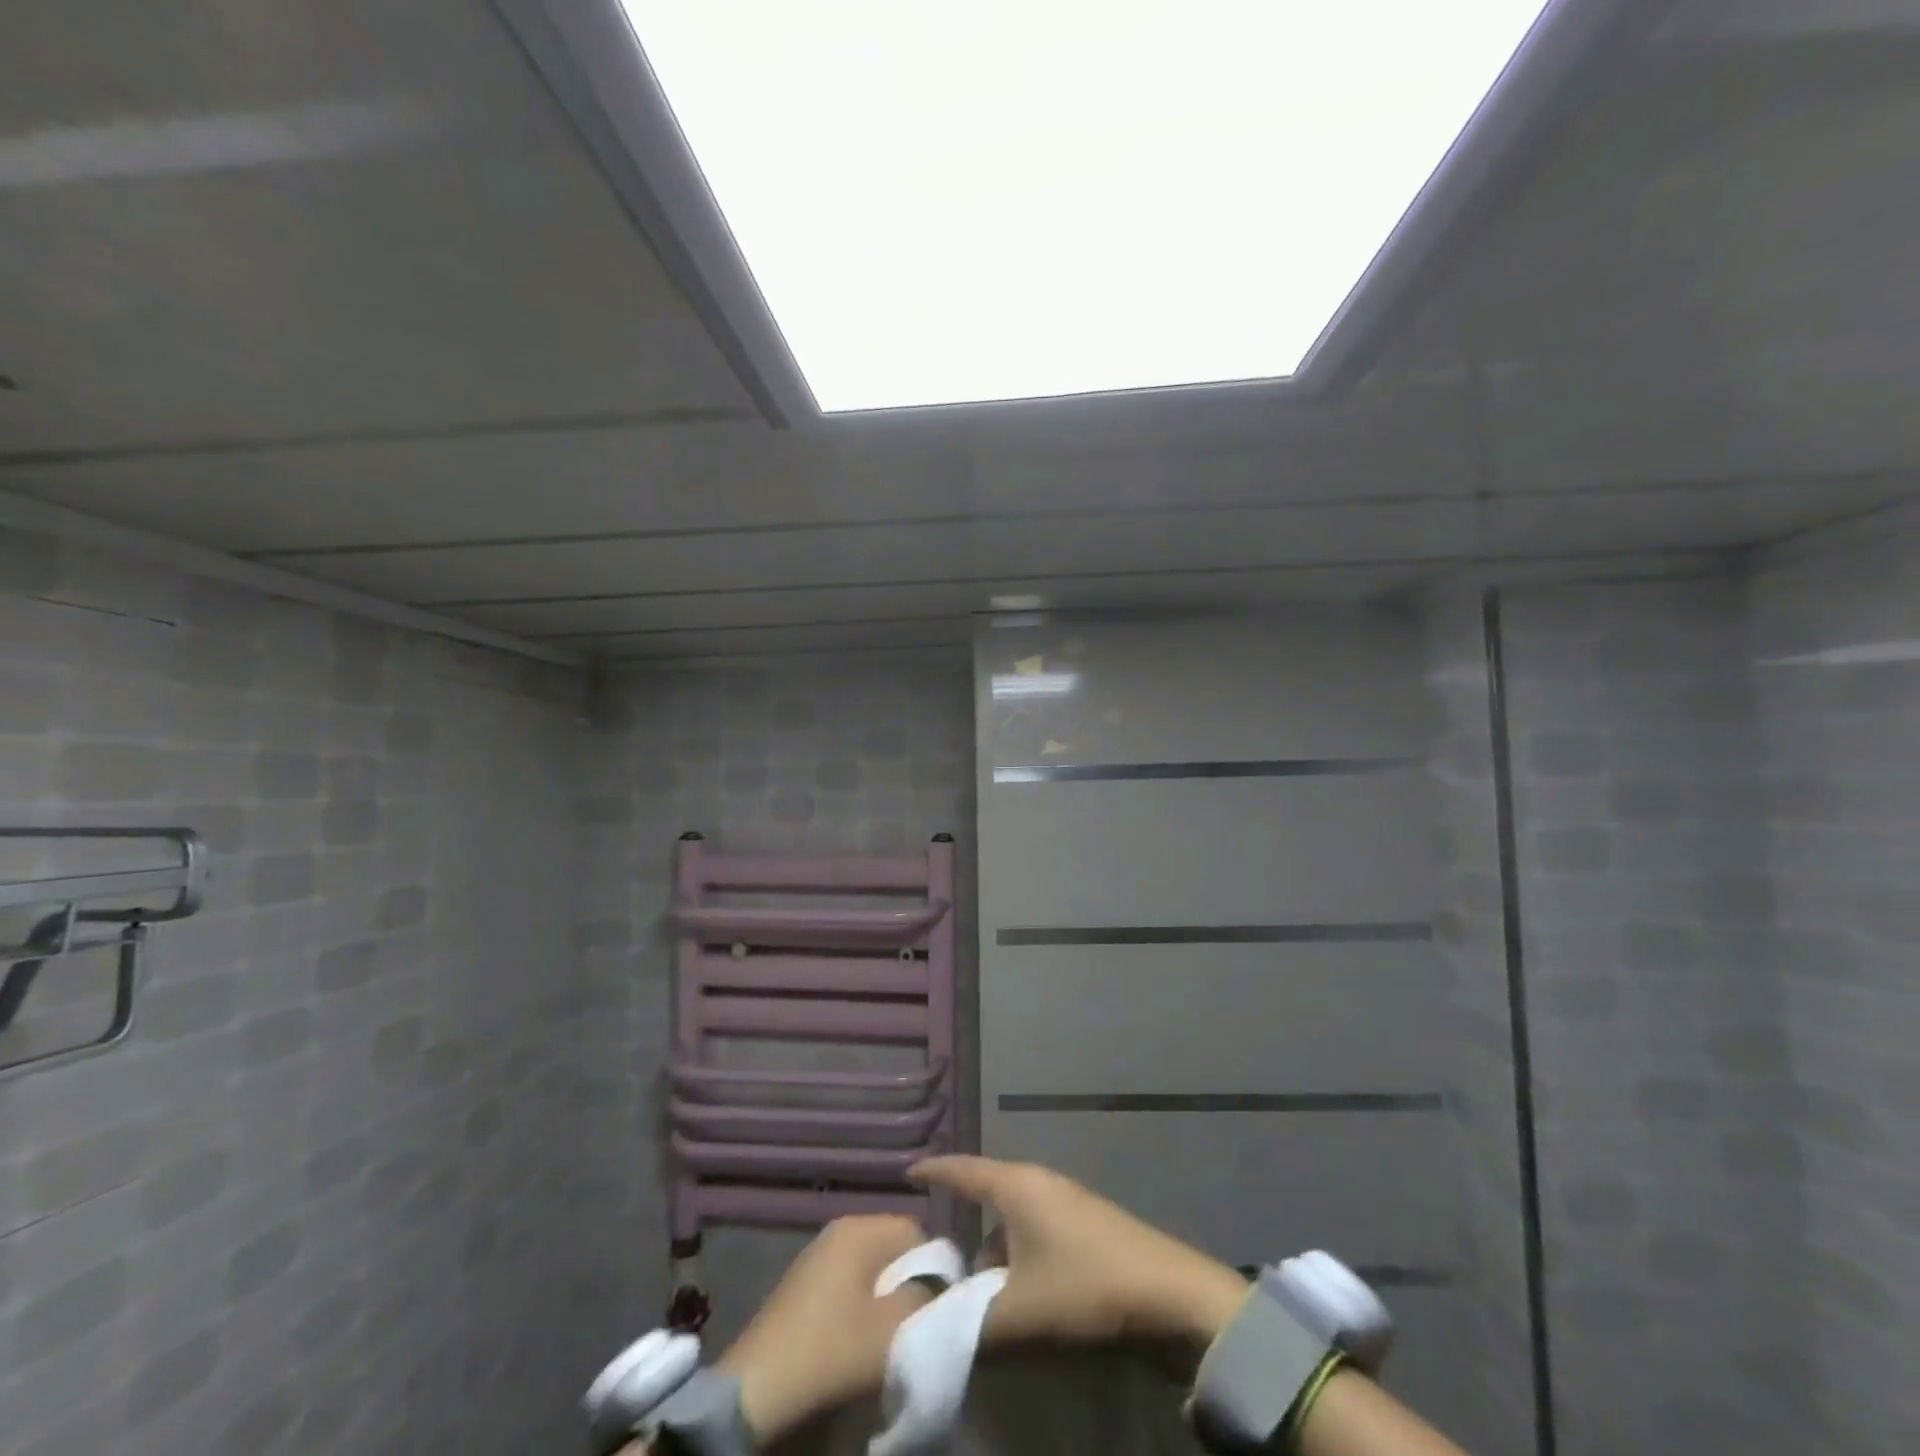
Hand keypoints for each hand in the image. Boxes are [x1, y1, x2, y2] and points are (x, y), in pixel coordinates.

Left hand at [709, 1215, 931, 1444]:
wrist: (758, 1386)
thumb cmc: (832, 1348)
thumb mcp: (892, 1329)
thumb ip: (924, 1299)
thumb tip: (936, 1288)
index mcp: (860, 1228)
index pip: (915, 1230)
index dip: (934, 1265)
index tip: (936, 1303)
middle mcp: (840, 1227)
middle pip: (892, 1244)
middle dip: (908, 1278)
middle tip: (912, 1318)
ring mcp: (818, 1251)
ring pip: (870, 1263)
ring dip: (884, 1292)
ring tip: (886, 1330)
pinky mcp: (803, 1279)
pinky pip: (848, 1277)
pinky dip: (860, 1300)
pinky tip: (856, 1333)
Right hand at [908, 1156, 1248, 1351]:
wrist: (1169, 1292)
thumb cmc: (1086, 1287)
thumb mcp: (1020, 1312)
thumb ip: (969, 1321)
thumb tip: (933, 1323)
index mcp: (1017, 1186)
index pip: (963, 1169)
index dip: (934, 1171)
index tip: (907, 1172)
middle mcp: (1039, 1182)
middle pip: (988, 1193)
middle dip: (962, 1218)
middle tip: (934, 1249)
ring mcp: (1066, 1200)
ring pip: (1013, 1216)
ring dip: (992, 1246)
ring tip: (975, 1284)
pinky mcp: (1087, 1223)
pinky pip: (1035, 1228)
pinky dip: (1017, 1252)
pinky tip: (1019, 1287)